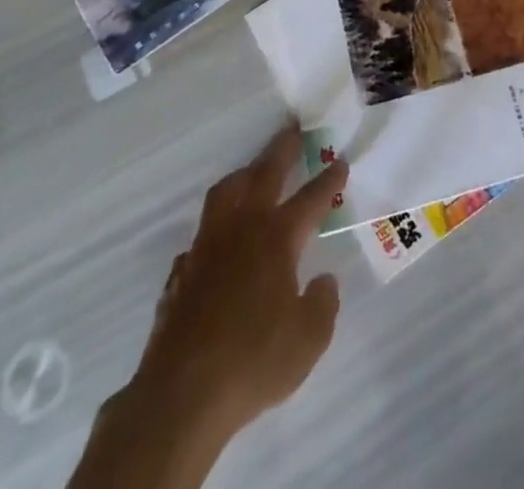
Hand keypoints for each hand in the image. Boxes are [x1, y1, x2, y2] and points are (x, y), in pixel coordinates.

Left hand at [137, 125, 345, 435]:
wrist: (183, 394)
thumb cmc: (254, 362)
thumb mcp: (309, 340)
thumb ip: (323, 304)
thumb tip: (323, 280)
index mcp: (277, 238)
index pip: (311, 199)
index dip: (329, 180)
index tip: (340, 162)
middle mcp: (242, 228)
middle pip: (264, 174)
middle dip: (282, 149)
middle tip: (293, 130)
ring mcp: (207, 246)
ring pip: (226, 192)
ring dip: (244, 174)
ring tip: (254, 170)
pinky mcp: (182, 270)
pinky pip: (202, 233)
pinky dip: (217, 225)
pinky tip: (220, 239)